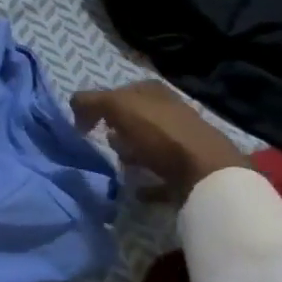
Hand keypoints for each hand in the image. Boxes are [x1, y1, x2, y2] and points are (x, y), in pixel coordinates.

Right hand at [69, 81, 249, 200]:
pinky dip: (146, 182)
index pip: (120, 92)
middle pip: (134, 119)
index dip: (99, 105)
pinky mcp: (188, 170)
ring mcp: (181, 141)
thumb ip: (91, 101)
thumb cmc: (160, 134)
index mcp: (153, 92)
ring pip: (146, 145)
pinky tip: (136, 190)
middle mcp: (170, 112)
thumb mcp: (118, 106)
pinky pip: (159, 175)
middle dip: (116, 129)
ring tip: (120, 166)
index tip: (86, 125)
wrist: (207, 174)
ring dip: (131, 154)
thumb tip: (75, 106)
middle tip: (103, 142)